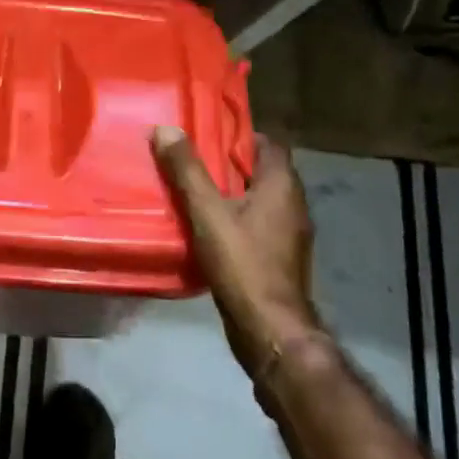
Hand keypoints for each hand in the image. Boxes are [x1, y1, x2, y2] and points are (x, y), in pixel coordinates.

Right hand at [152, 126, 319, 376]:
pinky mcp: (277, 258)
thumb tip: (165, 129)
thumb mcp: (207, 212)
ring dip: (227, 193)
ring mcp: (288, 235)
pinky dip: (232, 219)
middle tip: (189, 159)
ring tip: (189, 190)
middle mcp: (292, 205)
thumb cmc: (242, 262)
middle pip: (260, 172)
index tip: (205, 133)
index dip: (239, 135)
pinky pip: (253, 225)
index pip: (268, 144)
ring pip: (256, 200)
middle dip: (226, 164)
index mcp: (282, 186)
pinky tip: (203, 226)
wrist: (268, 329)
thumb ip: (186, 170)